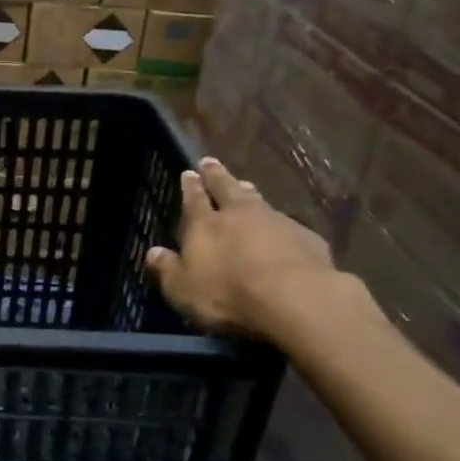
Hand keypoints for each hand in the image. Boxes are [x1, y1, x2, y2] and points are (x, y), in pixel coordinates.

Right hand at [147, 156, 335, 338]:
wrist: (296, 299)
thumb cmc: (229, 295)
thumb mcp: (184, 290)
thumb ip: (167, 270)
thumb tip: (152, 253)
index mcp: (205, 225)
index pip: (193, 199)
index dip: (190, 186)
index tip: (188, 172)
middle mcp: (238, 214)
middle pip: (226, 188)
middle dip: (216, 175)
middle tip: (210, 161)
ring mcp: (276, 222)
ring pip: (258, 200)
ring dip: (249, 192)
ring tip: (245, 184)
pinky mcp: (307, 238)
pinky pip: (289, 225)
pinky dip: (281, 223)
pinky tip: (284, 228)